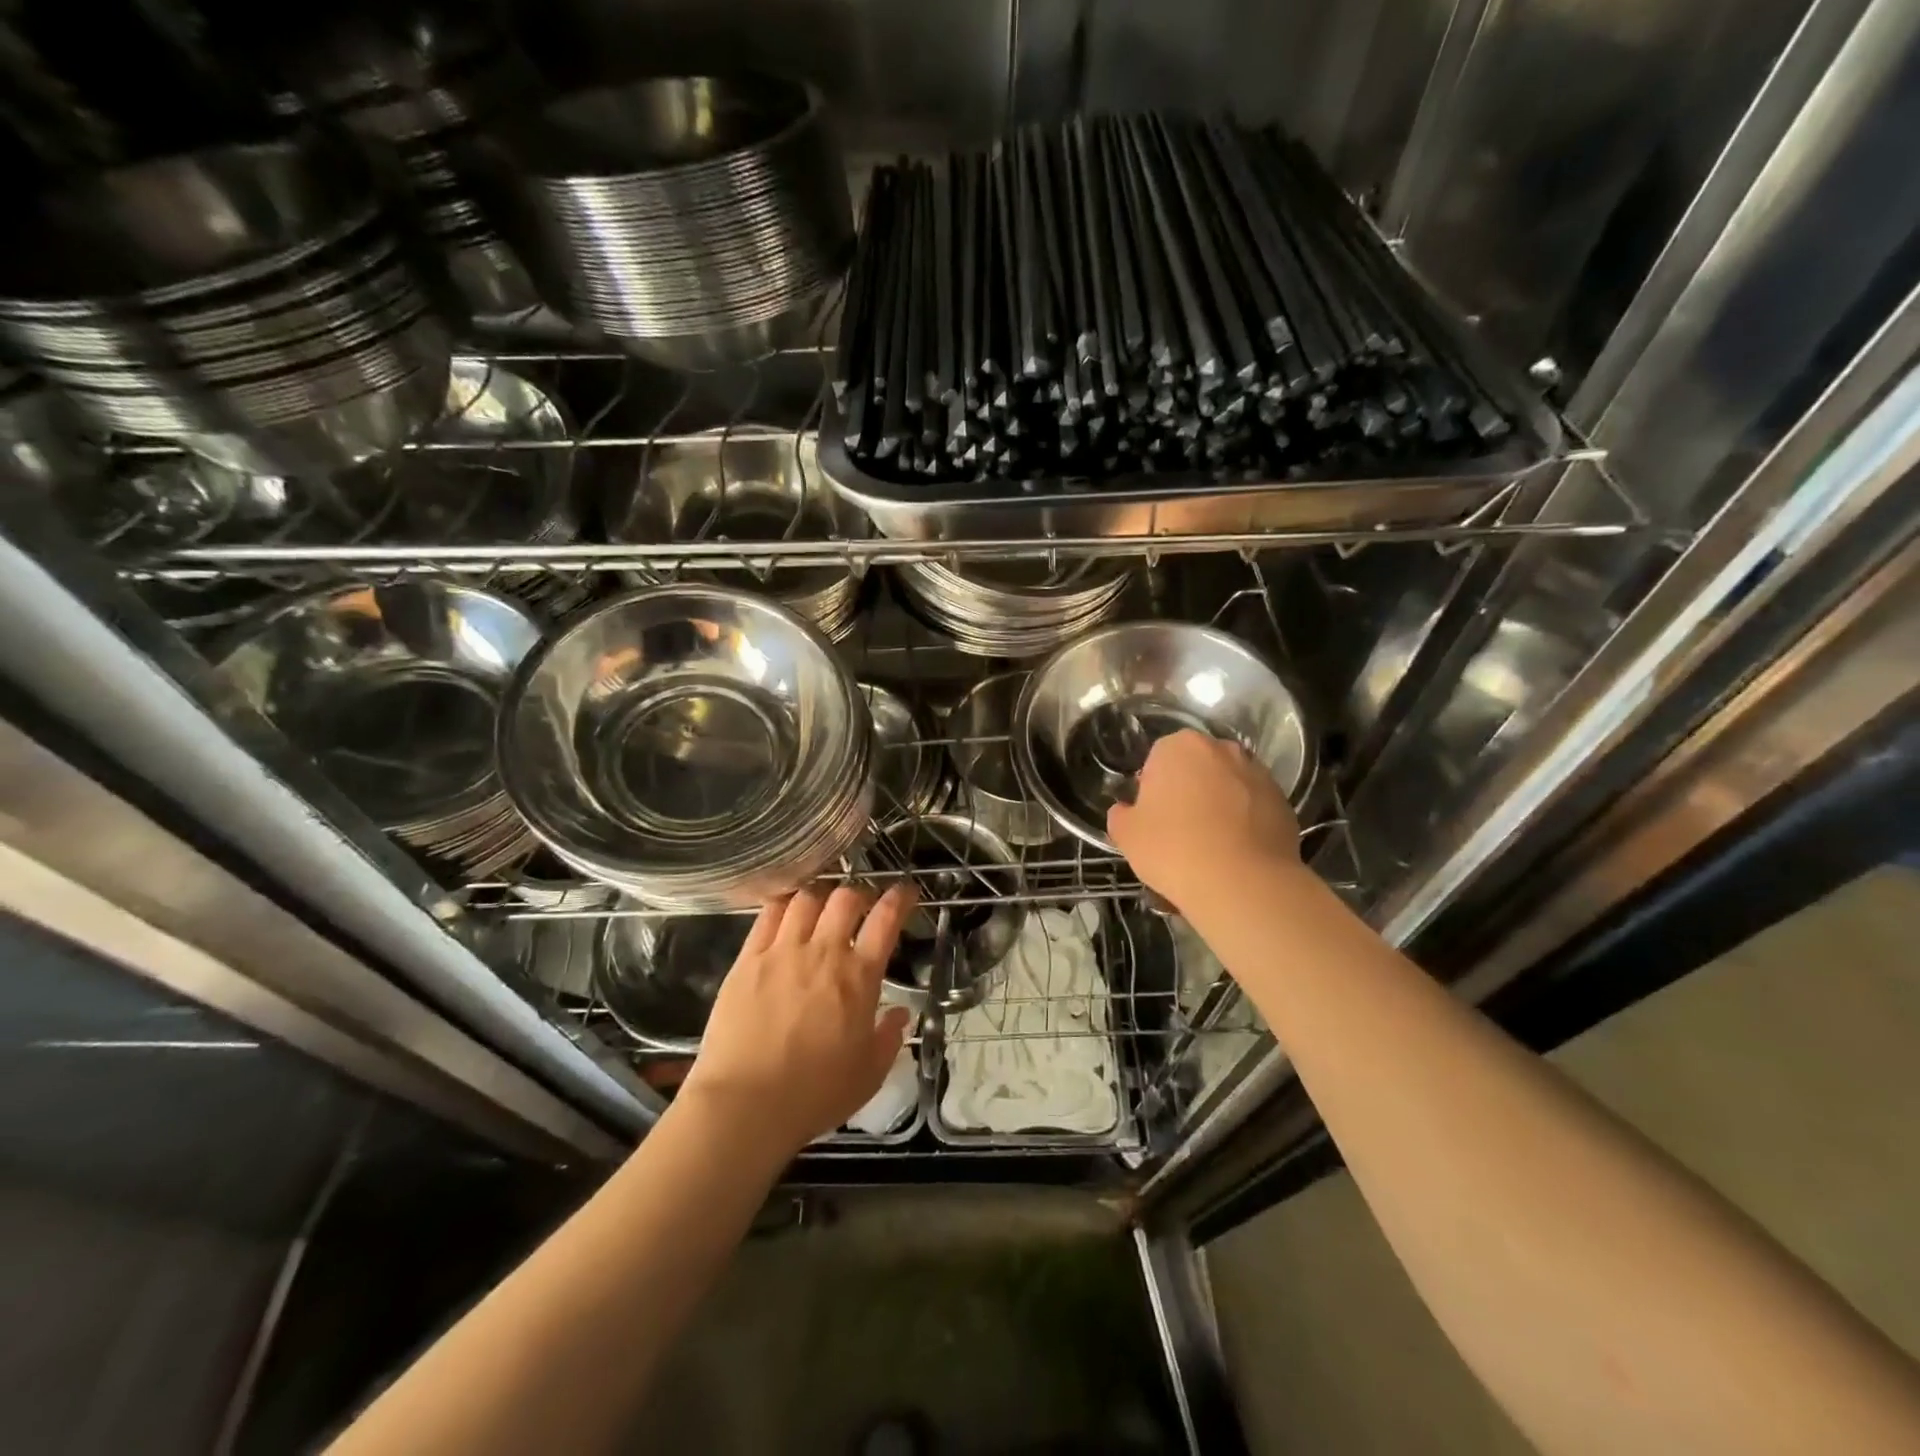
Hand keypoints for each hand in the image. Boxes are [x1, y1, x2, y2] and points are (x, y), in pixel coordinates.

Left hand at [680, 882, 915, 1156]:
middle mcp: (824, 952)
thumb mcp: (869, 1074)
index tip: (905, 892)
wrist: (746, 1105)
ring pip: (807, 898)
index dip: (899, 898)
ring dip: (821, 896)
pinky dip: (783, 904)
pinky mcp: (748, 959)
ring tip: (821, 906)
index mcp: (860, 977)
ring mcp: (783, 951)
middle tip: (861, 905)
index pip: (887, 919)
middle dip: (859, 894)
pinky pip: (768, 914)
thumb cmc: (815, 1094)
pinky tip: (786, 909)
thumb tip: (900, 1014)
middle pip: (846, 898)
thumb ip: (889, 1038)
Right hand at [1107, 729, 1299, 911]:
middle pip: (1198, 767)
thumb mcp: (1126, 834)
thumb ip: (1121, 814)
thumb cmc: (1173, 849)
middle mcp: (1222, 749)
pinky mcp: (1284, 802)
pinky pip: (1254, 808)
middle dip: (1189, 791)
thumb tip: (1126, 810)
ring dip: (1219, 805)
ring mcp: (1258, 774)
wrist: (1241, 884)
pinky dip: (1246, 823)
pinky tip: (1236, 854)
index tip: (1153, 818)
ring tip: (1211, 846)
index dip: (1153, 789)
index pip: (1158, 759)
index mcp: (1179, 746)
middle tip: (1179, 830)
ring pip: (1228, 786)